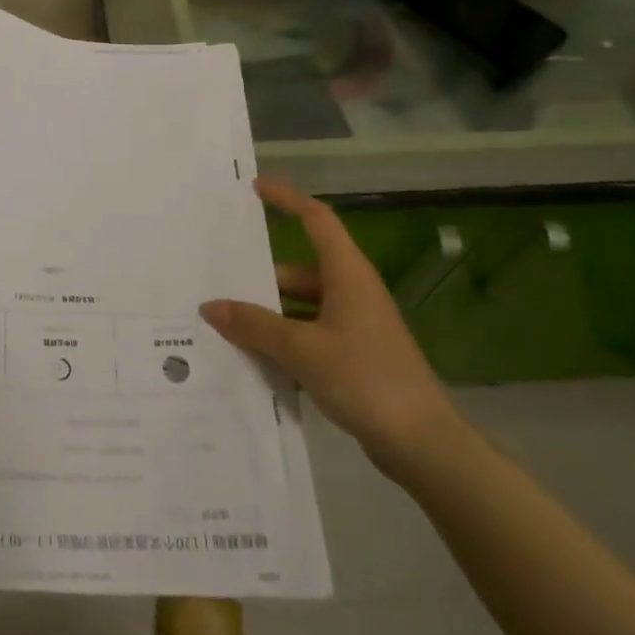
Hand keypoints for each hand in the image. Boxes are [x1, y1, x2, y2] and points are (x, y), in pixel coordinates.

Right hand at [200, 178, 458, 471]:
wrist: (424, 446)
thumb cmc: (365, 379)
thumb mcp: (301, 349)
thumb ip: (254, 326)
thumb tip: (210, 307)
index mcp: (347, 274)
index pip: (316, 219)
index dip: (287, 199)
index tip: (255, 188)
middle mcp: (353, 291)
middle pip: (299, 270)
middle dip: (261, 278)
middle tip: (220, 282)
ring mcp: (356, 325)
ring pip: (302, 306)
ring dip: (271, 315)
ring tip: (228, 326)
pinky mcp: (356, 356)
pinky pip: (311, 334)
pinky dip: (286, 341)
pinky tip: (257, 360)